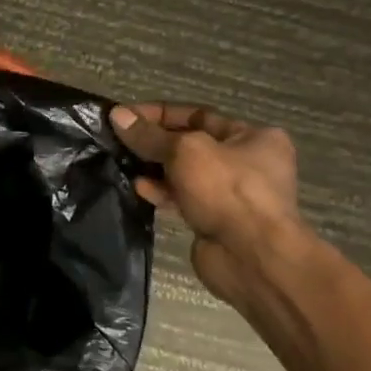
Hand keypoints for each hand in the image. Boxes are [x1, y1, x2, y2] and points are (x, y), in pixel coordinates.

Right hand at [110, 102, 307, 308]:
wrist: (252, 257)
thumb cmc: (227, 190)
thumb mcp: (185, 151)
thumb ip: (149, 135)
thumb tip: (117, 115)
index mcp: (253, 136)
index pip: (197, 115)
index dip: (159, 114)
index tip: (124, 116)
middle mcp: (246, 162)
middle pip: (190, 144)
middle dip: (154, 142)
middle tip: (118, 140)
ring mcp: (231, 194)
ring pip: (184, 173)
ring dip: (154, 168)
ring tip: (123, 163)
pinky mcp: (215, 220)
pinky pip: (183, 198)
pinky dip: (162, 192)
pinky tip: (139, 188)